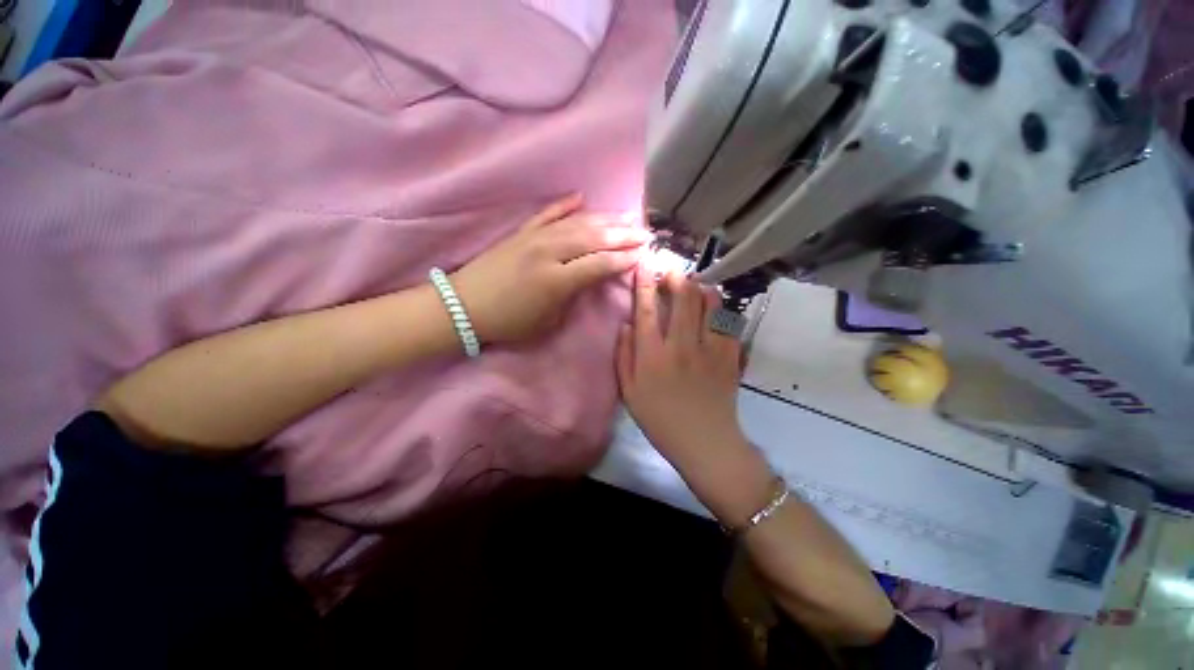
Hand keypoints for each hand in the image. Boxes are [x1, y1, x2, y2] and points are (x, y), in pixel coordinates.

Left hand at [453, 195, 649, 344]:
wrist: (464, 305)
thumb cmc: (508, 322)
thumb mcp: (548, 322)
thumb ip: (572, 298)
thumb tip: (589, 280)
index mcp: (556, 280)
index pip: (599, 264)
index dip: (622, 260)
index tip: (641, 256)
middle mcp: (549, 252)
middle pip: (593, 238)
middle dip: (622, 235)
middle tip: (643, 232)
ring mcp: (534, 238)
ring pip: (576, 223)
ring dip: (604, 219)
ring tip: (626, 216)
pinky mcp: (522, 232)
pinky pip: (547, 213)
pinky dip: (565, 204)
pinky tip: (581, 197)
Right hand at [617, 270, 755, 488]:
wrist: (704, 442)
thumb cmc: (660, 419)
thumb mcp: (629, 392)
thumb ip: (623, 356)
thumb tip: (627, 324)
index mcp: (653, 356)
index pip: (648, 310)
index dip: (644, 284)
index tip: (644, 266)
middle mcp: (682, 346)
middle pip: (683, 299)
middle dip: (676, 278)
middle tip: (671, 273)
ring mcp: (710, 349)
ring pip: (710, 304)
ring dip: (701, 289)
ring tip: (695, 287)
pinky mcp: (730, 356)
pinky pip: (728, 322)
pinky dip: (721, 309)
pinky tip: (715, 308)